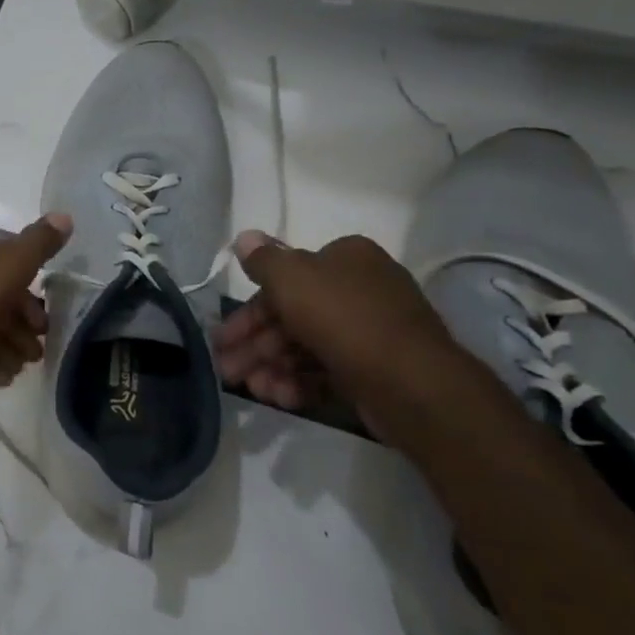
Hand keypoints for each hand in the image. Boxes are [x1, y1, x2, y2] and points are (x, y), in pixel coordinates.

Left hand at [0, 213, 71, 396]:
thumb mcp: (12, 263)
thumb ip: (40, 243)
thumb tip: (65, 216)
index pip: (4, 262)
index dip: (29, 292)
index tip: (43, 322)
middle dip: (18, 326)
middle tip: (35, 353)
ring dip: (2, 347)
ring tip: (18, 370)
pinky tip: (0, 378)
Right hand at [212, 230, 467, 432]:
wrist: (410, 383)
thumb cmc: (343, 318)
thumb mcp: (291, 278)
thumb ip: (263, 260)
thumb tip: (244, 237)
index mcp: (346, 260)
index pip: (285, 280)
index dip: (248, 310)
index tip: (223, 336)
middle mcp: (359, 290)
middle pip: (290, 316)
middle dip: (254, 345)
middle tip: (225, 369)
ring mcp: (368, 333)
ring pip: (304, 347)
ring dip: (271, 367)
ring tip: (252, 389)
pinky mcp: (372, 370)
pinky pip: (326, 371)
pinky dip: (299, 383)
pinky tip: (280, 398)